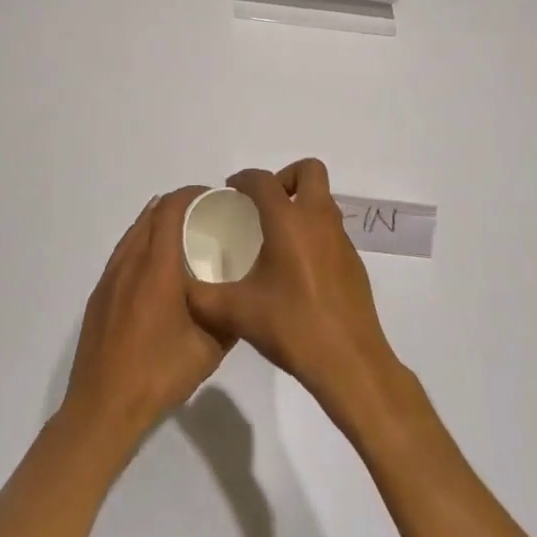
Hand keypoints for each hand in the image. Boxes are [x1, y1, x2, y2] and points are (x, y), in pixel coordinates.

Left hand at [61, 187, 231, 453]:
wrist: (102, 409)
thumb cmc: (158, 375)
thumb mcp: (208, 350)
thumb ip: (229, 317)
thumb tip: (243, 298)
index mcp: (156, 267)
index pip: (170, 210)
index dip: (190, 195)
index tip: (214, 197)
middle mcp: (130, 262)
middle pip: (151, 214)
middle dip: (177, 205)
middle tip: (205, 216)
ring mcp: (110, 277)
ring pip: (135, 232)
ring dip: (158, 222)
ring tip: (184, 234)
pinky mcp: (99, 294)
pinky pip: (123, 252)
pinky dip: (142, 242)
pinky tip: (156, 265)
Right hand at [184, 159, 405, 432]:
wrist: (350, 365)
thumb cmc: (293, 328)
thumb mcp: (236, 313)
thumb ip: (201, 297)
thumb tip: (181, 287)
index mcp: (288, 221)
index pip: (264, 180)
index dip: (244, 179)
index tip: (230, 192)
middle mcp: (318, 219)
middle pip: (309, 171)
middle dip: (285, 177)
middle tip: (264, 205)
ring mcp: (341, 240)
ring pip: (323, 200)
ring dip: (301, 204)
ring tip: (276, 236)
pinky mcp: (354, 262)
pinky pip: (331, 229)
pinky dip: (313, 233)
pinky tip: (297, 269)